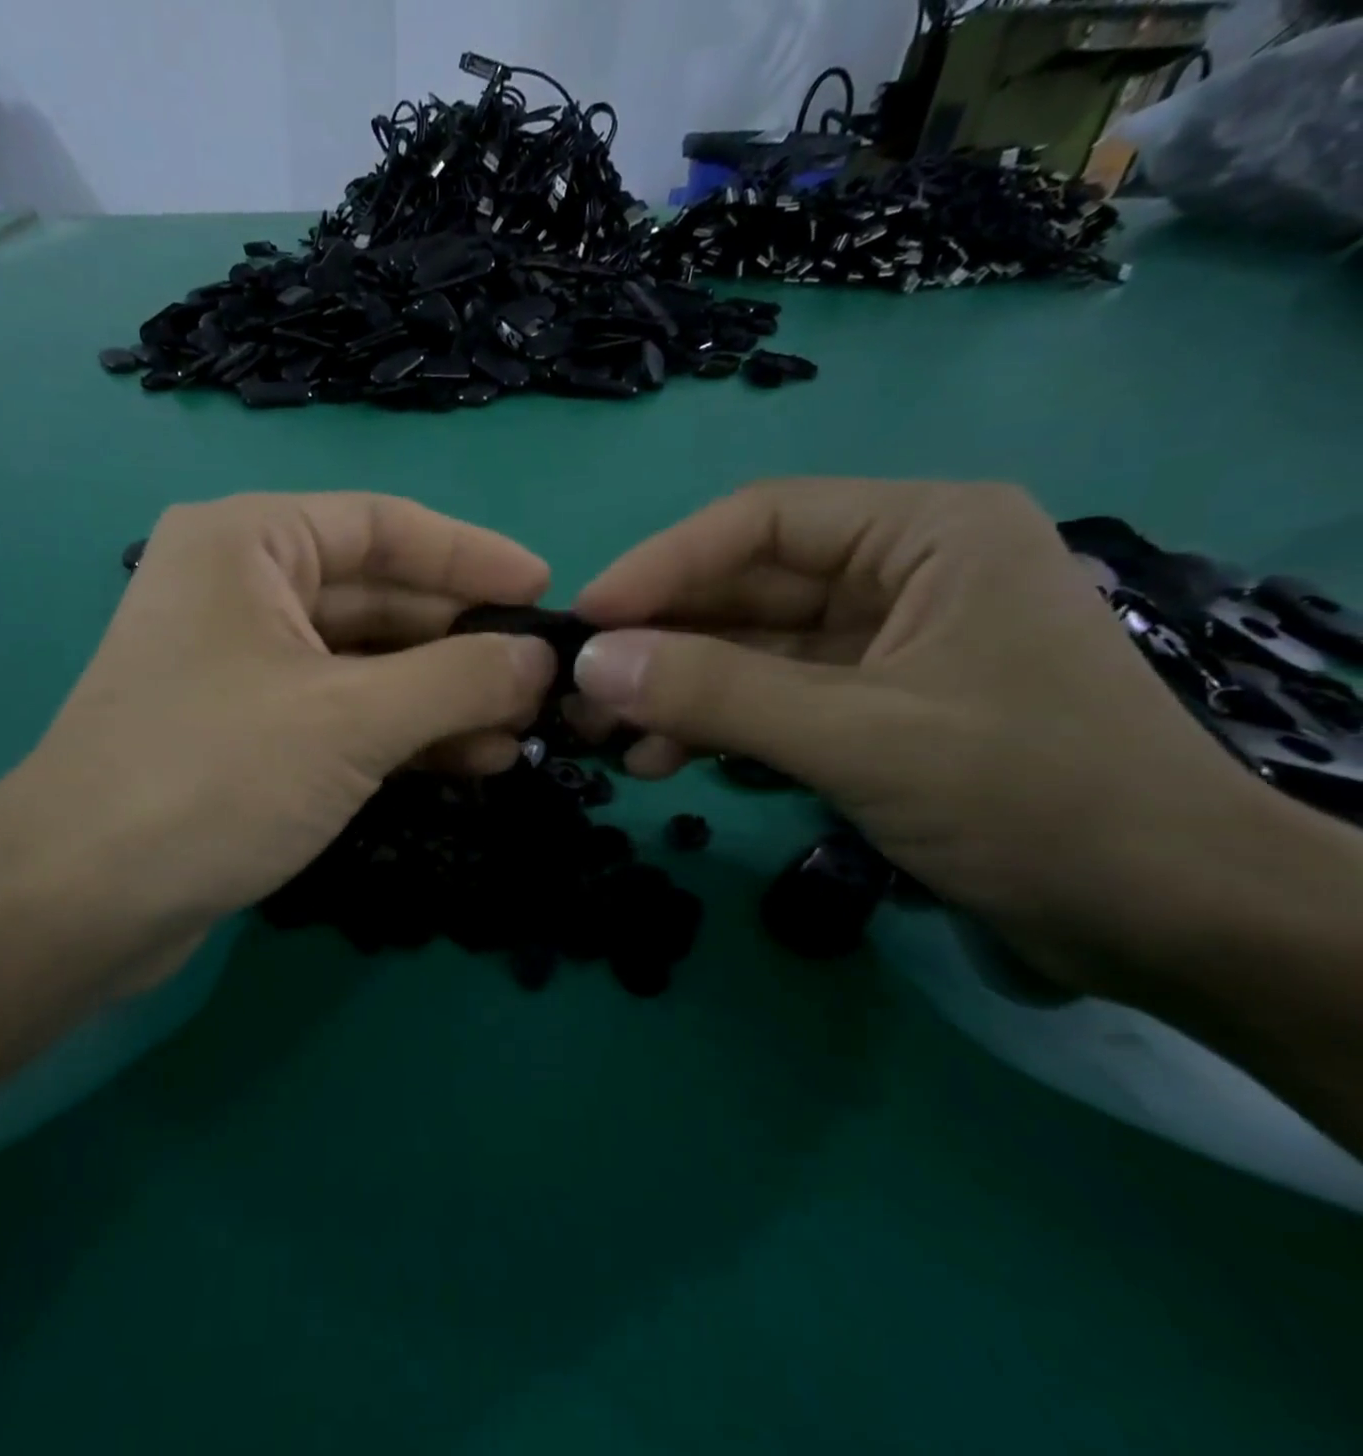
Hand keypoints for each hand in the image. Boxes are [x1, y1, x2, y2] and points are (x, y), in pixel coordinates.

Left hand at [0, 492, 555, 993]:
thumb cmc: (212, 776)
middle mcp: (243, 589)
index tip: (544, 589)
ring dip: (444, 698)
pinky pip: (345, 713)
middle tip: (542, 680)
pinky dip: (405, 734)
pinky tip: (470, 760)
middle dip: (463, 642)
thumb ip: (457, 679)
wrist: (80, 901)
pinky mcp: (250, 733)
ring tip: (520, 732)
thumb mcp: (351, 718)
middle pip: (381, 598)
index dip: (471, 555)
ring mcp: (245, 666)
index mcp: (250, 543)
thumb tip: (540, 659)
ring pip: (368, 664)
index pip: (384, 526)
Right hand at [568, 477, 1291, 995]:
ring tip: (607, 740)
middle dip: (659, 644)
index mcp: (924, 534)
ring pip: (748, 652)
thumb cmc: (1034, 800)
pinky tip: (662, 763)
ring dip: (676, 693)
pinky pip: (768, 701)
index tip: (583, 620)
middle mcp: (900, 573)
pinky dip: (713, 730)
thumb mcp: (858, 737)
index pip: (759, 524)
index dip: (660, 567)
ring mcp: (882, 645)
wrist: (1168, 923)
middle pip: (745, 590)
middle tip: (578, 692)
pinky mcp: (869, 708)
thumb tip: (588, 663)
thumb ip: (716, 693)